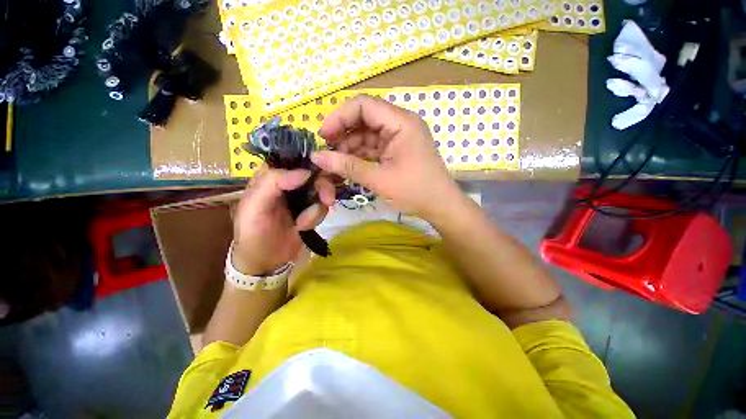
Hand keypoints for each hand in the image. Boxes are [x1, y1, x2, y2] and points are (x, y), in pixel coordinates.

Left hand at [232, 168, 334, 274]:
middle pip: (314, 174)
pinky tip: (304, 227)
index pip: (293, 158)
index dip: (310, 160)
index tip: (324, 169)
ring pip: (322, 191)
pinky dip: (317, 217)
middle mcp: (288, 183)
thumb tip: (305, 172)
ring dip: (317, 208)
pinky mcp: (311, 210)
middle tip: (328, 200)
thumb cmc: (253, 233)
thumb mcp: (254, 207)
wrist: (265, 261)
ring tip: (304, 224)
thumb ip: (273, 183)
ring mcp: (302, 197)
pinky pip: (323, 207)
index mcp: (271, 176)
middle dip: (323, 187)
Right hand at [311, 94, 461, 220]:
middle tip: (326, 153)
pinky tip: (348, 166)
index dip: (340, 117)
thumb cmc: (415, 192)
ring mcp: (399, 138)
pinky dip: (360, 156)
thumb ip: (348, 166)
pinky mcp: (397, 150)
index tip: (323, 136)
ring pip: (367, 135)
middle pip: (364, 119)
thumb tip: (317, 157)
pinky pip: (374, 147)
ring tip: (335, 164)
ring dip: (350, 148)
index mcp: (401, 123)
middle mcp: (400, 124)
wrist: (440, 207)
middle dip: (343, 135)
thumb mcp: (379, 180)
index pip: (364, 105)